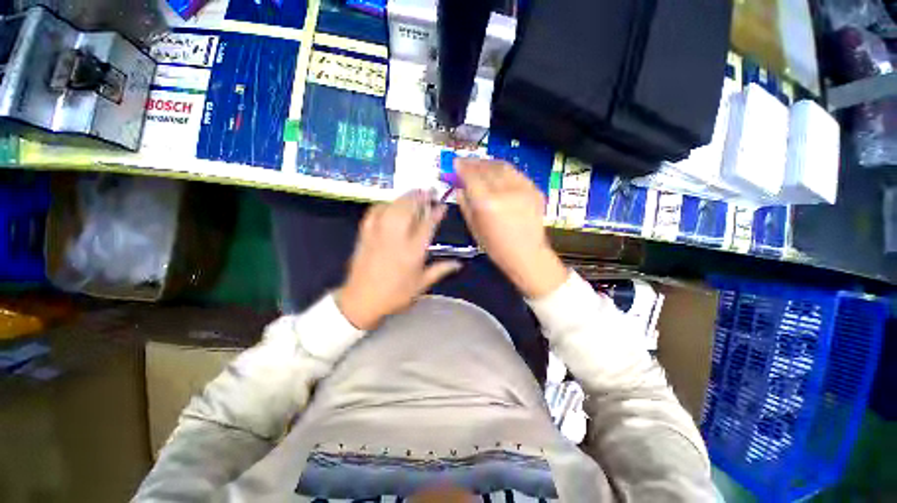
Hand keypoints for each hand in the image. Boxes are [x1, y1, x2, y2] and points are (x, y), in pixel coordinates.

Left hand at [337, 190, 461, 329]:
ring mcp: (379, 233)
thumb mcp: (421, 285)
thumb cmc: (395, 294)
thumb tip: (459, 264)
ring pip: (392, 207)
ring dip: (404, 197)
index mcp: (413, 251)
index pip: (427, 224)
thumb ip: (441, 270)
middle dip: (420, 197)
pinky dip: (384, 204)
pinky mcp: (365, 234)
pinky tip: (390, 204)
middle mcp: (396, 238)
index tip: (442, 205)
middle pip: (409, 209)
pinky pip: (374, 212)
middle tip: (429, 191)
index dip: (436, 213)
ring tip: (413, 193)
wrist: (362, 300)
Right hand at [456, 158, 567, 297]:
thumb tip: (459, 188)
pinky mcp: (534, 190)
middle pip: (486, 168)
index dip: (462, 166)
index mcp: (486, 203)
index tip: (456, 162)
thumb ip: (465, 204)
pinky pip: (516, 173)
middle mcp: (504, 191)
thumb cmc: (496, 247)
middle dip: (474, 162)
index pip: (471, 176)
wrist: (527, 254)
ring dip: (488, 163)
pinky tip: (499, 174)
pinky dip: (504, 170)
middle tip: (466, 162)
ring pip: (502, 166)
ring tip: (481, 165)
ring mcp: (522, 189)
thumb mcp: (474, 228)